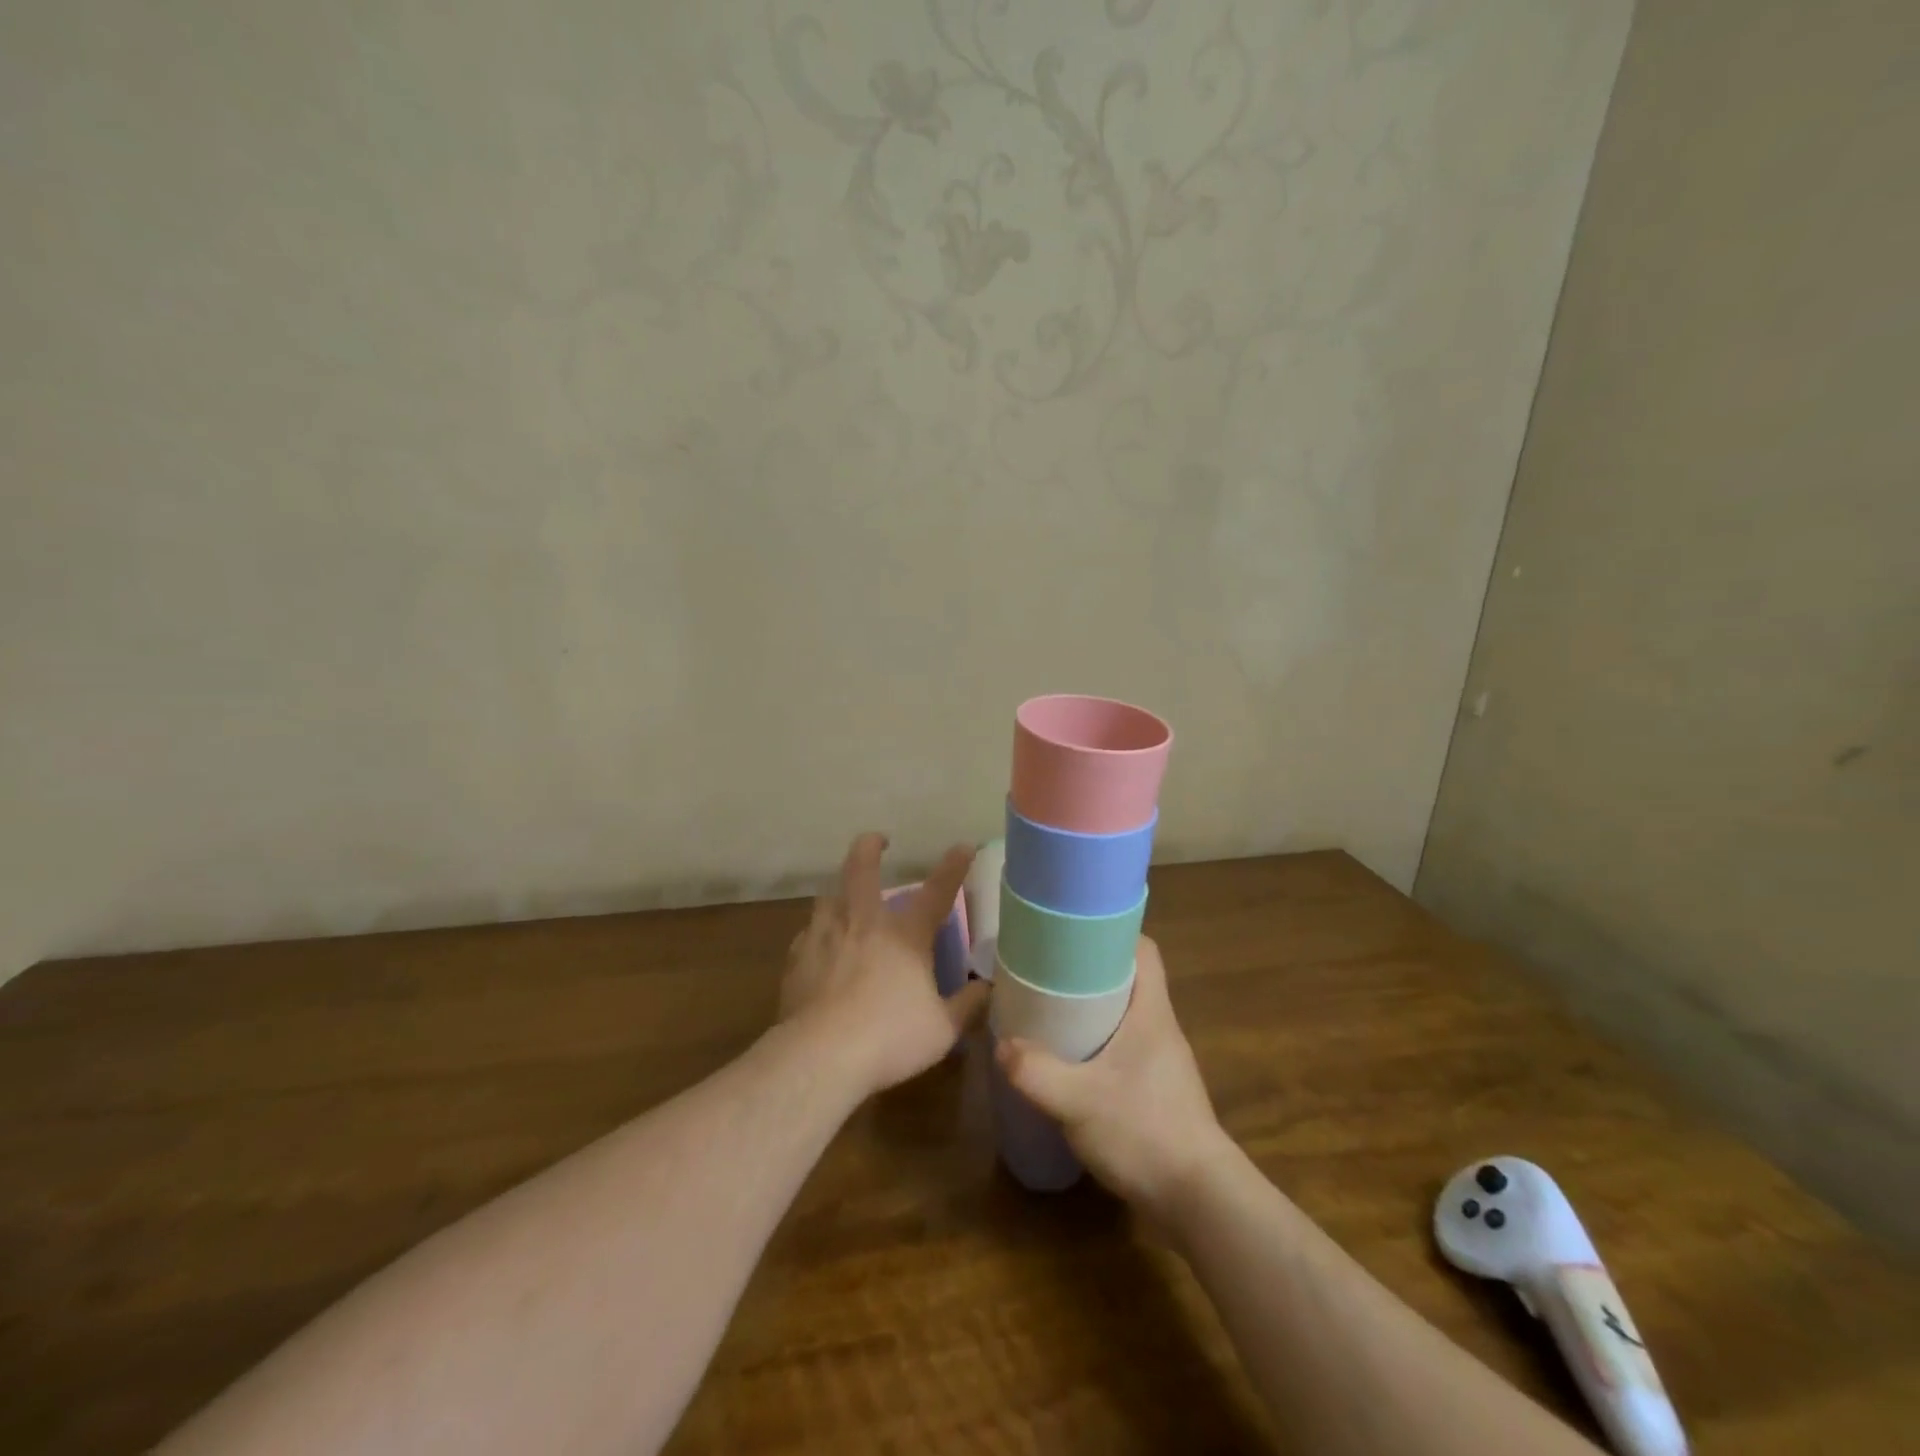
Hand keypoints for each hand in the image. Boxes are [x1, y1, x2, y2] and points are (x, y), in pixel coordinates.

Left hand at [779, 832, 988, 1100]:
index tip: (964, 846)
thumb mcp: (942, 1028)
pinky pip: (808, 934)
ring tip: (844, 900)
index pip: (937, 891)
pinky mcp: (797, 957)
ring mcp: (825, 935)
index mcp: (905, 934)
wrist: (820, 1055)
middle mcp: (863, 922)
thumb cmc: (889, 1038)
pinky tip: (819, 949)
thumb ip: (968, 1005)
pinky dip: (818, 934)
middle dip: (870, 846)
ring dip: (840, 891)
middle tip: (877, 840)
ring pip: (828, 896)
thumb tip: (989, 988)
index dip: (954, 866)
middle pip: (862, 868)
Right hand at [995, 936, 1233, 1218]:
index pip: (1143, 950)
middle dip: (1089, 971)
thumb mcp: (1080, 1101)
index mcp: (1151, 1012)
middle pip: (1128, 979)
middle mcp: (1160, 1027)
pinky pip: (1123, 1048)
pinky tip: (1069, 1061)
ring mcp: (1161, 1060)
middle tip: (1047, 970)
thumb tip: (1001, 1045)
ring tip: (1049, 1010)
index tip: (1073, 932)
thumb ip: (1036, 1072)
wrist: (1198, 1201)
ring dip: (1092, 1009)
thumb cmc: (1145, 1132)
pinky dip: (1097, 1043)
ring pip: (1124, 1015)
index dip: (1112, 933)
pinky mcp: (1156, 1090)